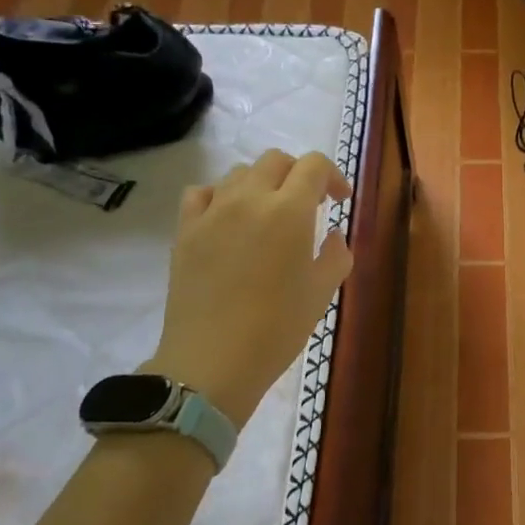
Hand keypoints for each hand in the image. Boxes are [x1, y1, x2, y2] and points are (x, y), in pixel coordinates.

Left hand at [143, 148, 353, 430]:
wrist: (212, 363)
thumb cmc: (277, 328)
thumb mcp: (322, 292)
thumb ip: (336, 254)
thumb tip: (332, 234)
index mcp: (290, 211)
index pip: (314, 165)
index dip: (333, 176)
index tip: (339, 202)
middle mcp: (250, 199)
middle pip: (276, 160)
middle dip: (298, 174)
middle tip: (308, 205)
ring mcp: (212, 212)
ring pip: (240, 172)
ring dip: (262, 183)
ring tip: (269, 212)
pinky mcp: (185, 230)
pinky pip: (201, 193)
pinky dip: (220, 195)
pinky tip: (228, 218)